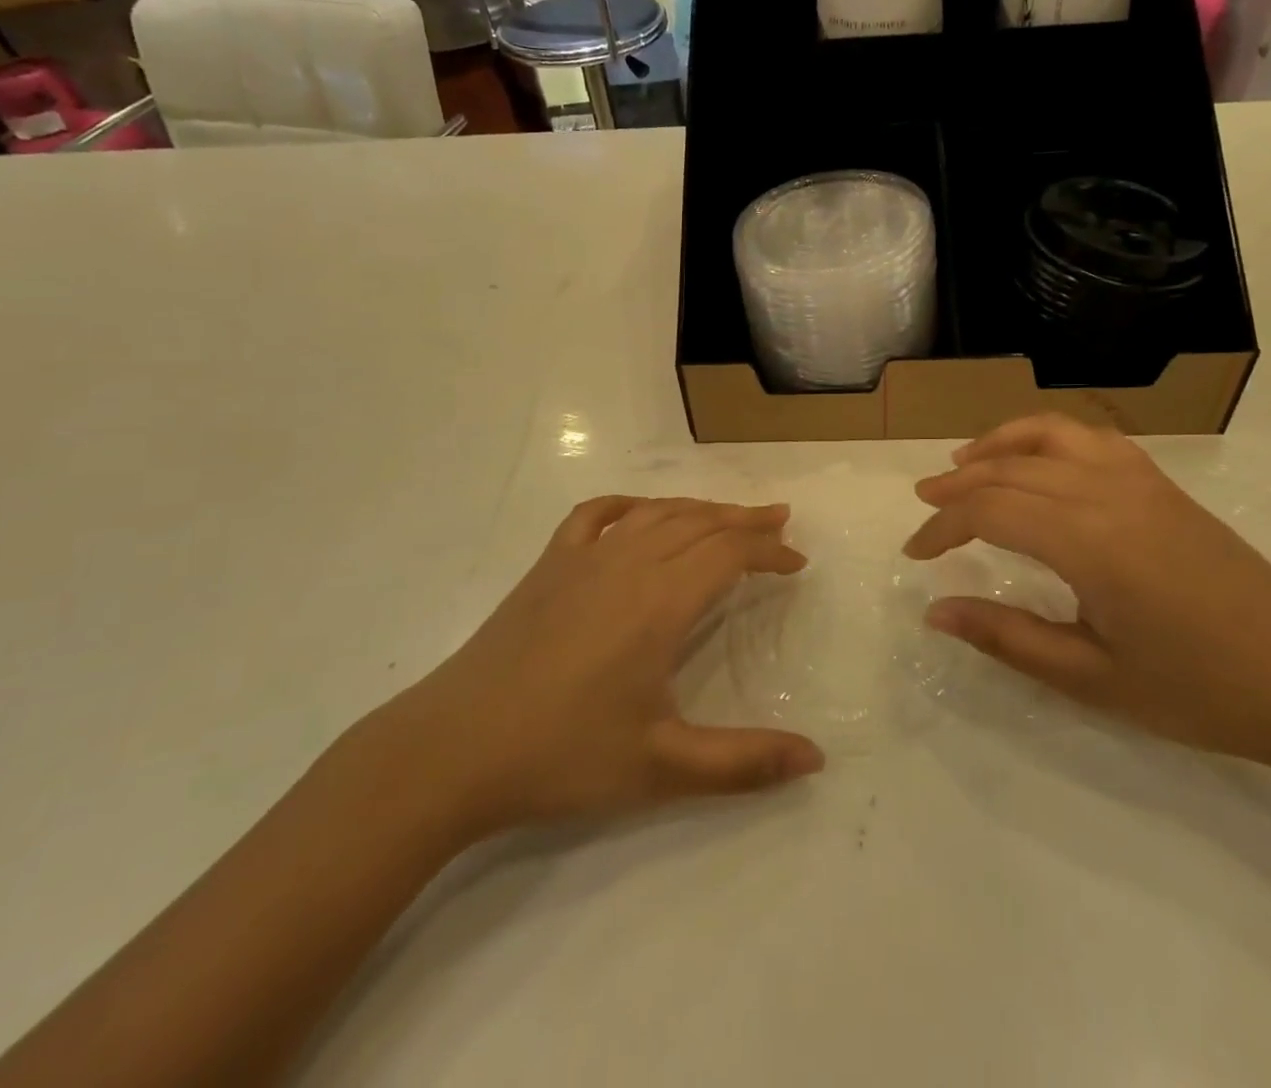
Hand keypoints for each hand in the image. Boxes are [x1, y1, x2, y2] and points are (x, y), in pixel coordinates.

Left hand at [389, 497, 825, 838]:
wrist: (454, 748)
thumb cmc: (563, 756)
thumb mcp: (662, 767)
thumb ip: (744, 762)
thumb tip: (817, 758)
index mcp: (660, 601)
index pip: (729, 553)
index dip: (769, 550)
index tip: (798, 561)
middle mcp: (628, 563)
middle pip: (699, 522)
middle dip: (745, 519)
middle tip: (780, 520)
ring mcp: (583, 558)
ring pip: (655, 512)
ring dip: (699, 508)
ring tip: (728, 514)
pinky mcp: (548, 566)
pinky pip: (596, 515)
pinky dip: (629, 504)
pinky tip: (640, 512)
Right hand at [904, 414, 1270, 766]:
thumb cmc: (1198, 691)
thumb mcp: (1092, 678)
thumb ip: (1007, 637)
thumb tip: (935, 611)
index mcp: (1088, 542)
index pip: (989, 511)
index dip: (942, 526)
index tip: (916, 553)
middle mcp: (1108, 493)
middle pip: (1009, 470)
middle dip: (957, 486)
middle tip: (923, 506)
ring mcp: (1140, 479)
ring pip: (1050, 434)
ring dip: (998, 444)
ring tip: (964, 462)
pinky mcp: (1162, 483)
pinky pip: (1091, 437)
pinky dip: (1048, 436)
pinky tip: (1036, 460)